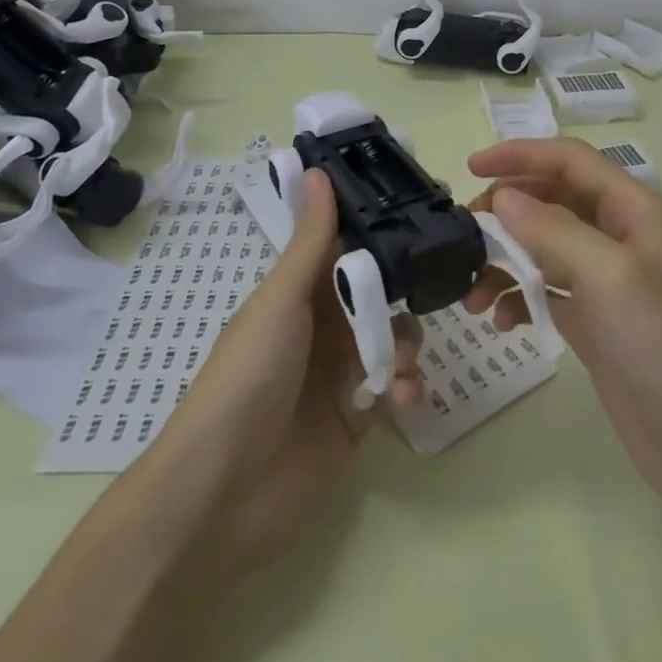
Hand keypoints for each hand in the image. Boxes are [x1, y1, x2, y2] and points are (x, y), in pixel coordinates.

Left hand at [141, 168, 422, 579]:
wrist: (223, 492)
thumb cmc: (248, 376)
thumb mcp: (281, 301)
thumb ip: (312, 241)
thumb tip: (318, 169)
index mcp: (301, 292)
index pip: (348, 248)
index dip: (382, 230)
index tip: (423, 208)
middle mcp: (324, 325)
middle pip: (380, 293)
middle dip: (406, 292)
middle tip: (438, 285)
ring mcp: (342, 372)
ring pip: (394, 338)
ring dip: (406, 345)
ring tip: (398, 367)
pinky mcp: (358, 417)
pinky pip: (396, 387)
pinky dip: (406, 387)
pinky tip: (402, 398)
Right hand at [464, 138, 661, 518]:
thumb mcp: (610, 276)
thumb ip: (553, 229)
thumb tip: (503, 198)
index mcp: (634, 211)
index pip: (570, 160)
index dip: (521, 155)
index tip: (472, 167)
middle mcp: (619, 237)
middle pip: (552, 200)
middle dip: (506, 211)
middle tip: (466, 235)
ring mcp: (606, 281)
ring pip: (543, 247)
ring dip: (505, 260)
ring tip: (474, 293)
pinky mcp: (593, 321)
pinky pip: (544, 290)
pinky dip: (518, 298)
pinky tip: (502, 323)